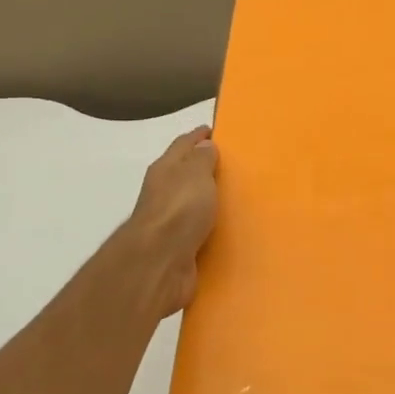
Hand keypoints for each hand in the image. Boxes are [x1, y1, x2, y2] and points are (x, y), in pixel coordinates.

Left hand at [128, 126, 218, 314]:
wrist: (159, 263)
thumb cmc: (179, 210)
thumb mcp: (195, 174)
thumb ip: (202, 159)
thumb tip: (205, 145)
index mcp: (166, 169)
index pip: (183, 144)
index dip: (198, 136)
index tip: (214, 130)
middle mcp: (164, 192)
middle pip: (185, 174)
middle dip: (204, 168)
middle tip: (232, 164)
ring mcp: (169, 222)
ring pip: (192, 204)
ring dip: (208, 200)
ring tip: (235, 197)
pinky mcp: (178, 248)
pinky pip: (198, 231)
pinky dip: (210, 227)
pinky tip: (227, 229)